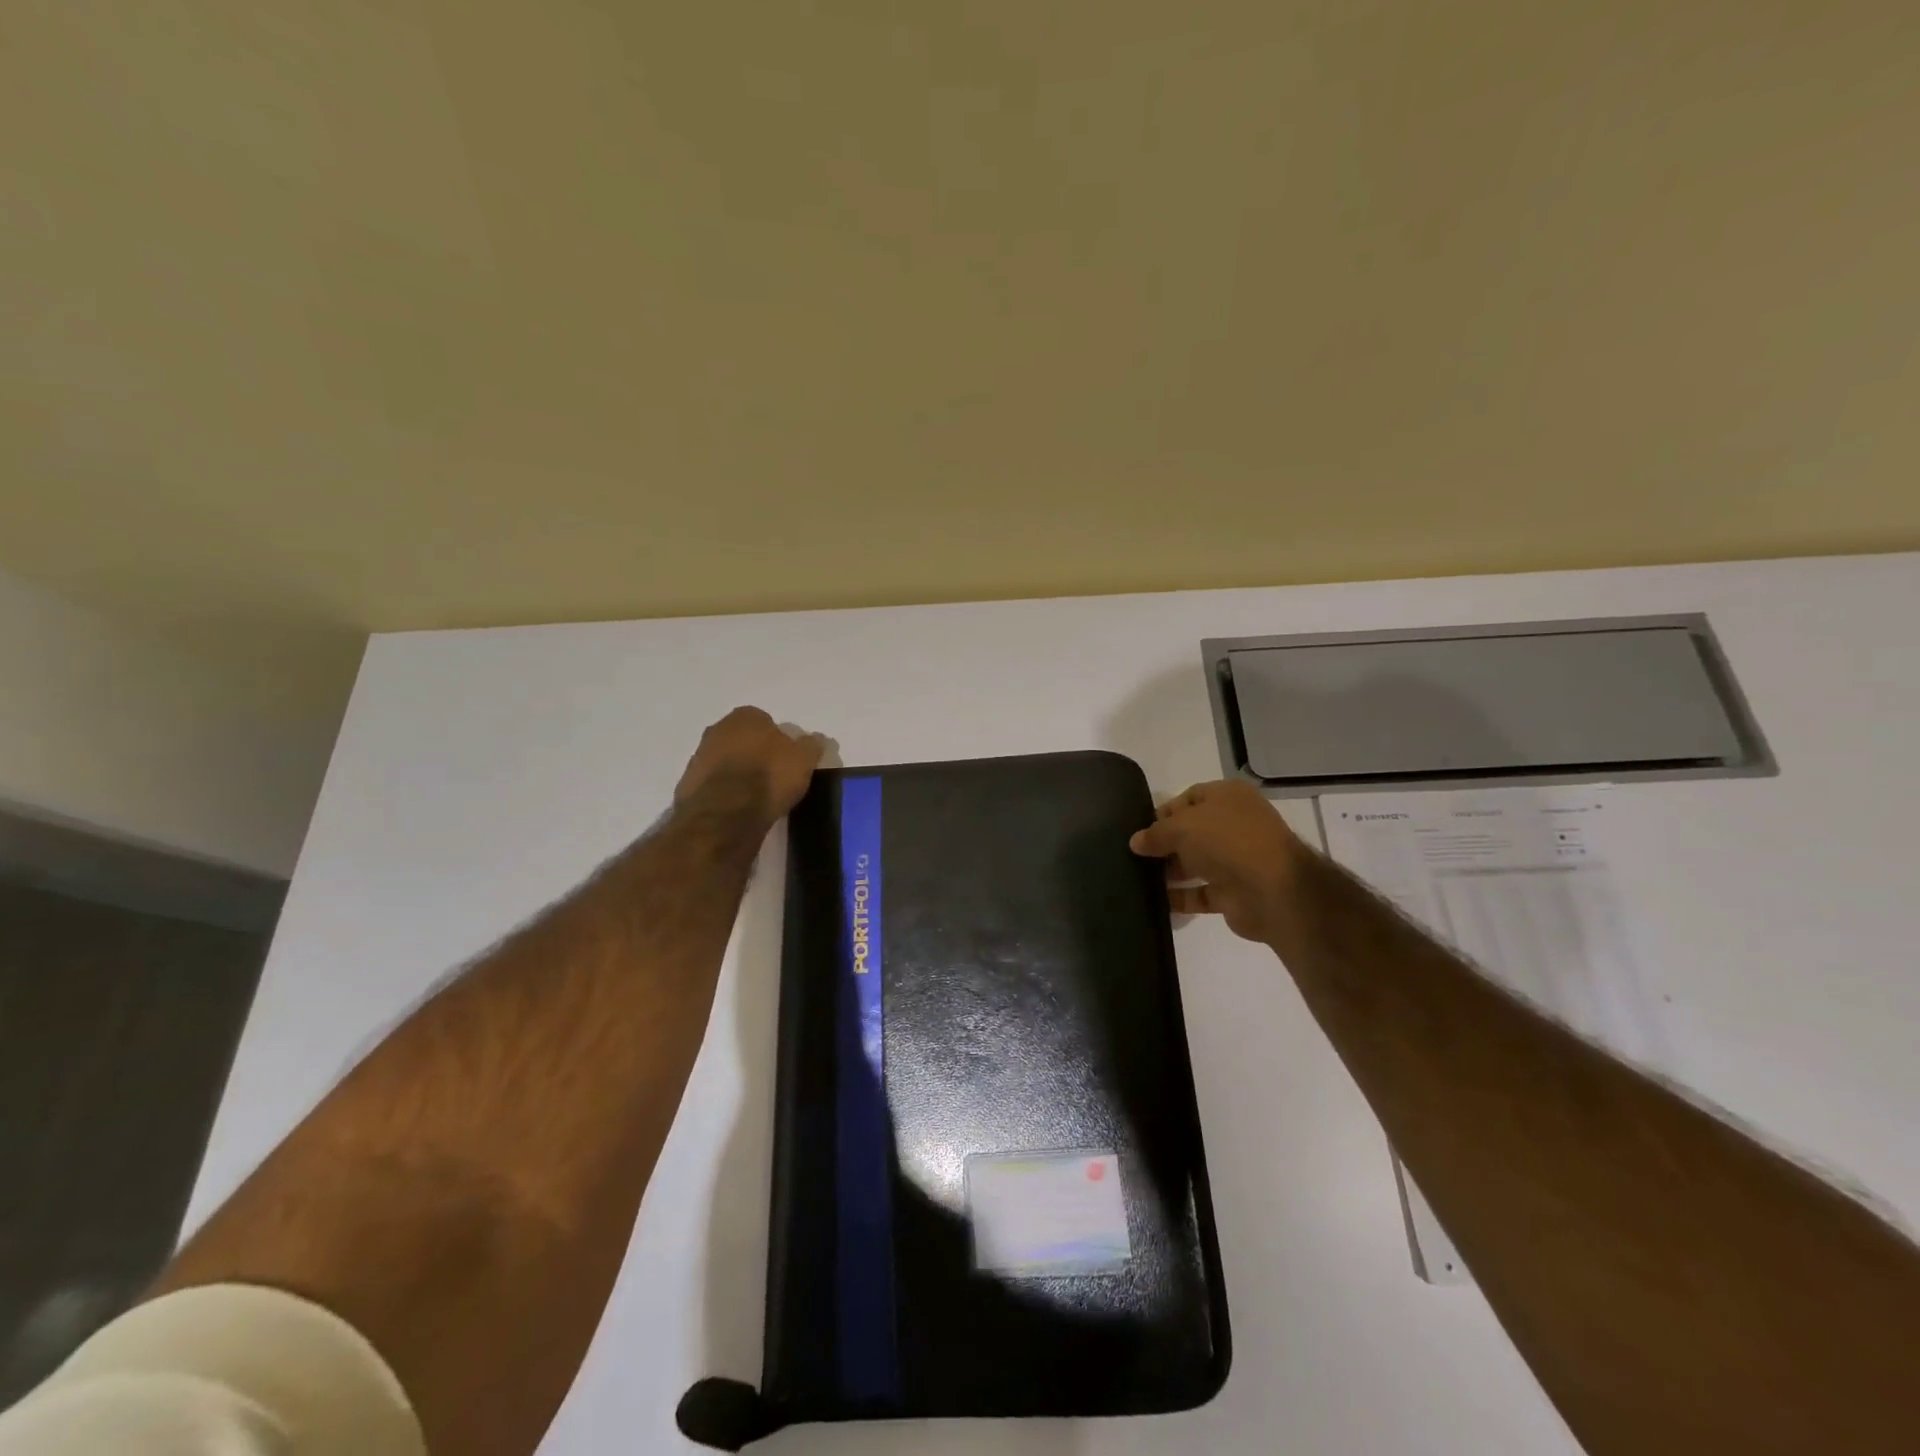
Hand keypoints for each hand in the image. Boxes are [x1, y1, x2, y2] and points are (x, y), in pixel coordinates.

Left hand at [675, 707, 826, 821]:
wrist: (725, 814)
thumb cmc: (769, 777)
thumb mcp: (804, 760)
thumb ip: (811, 746)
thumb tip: (816, 739)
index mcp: (746, 716)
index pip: (767, 721)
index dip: (779, 741)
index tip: (788, 760)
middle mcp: (718, 728)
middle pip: (743, 739)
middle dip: (756, 753)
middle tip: (774, 777)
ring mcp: (699, 755)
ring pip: (726, 760)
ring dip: (738, 772)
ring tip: (757, 796)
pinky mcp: (687, 783)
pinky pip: (713, 783)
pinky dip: (725, 791)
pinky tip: (738, 808)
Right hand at [1129, 780, 1306, 943]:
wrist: (1274, 891)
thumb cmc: (1228, 841)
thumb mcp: (1182, 826)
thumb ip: (1155, 833)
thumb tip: (1135, 842)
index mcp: (1228, 798)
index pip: (1189, 798)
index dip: (1163, 812)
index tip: (1139, 829)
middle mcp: (1234, 825)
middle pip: (1191, 831)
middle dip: (1164, 843)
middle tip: (1134, 855)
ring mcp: (1236, 860)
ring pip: (1195, 863)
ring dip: (1169, 871)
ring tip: (1137, 877)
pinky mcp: (1234, 893)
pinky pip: (1199, 893)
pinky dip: (1179, 897)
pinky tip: (1154, 901)